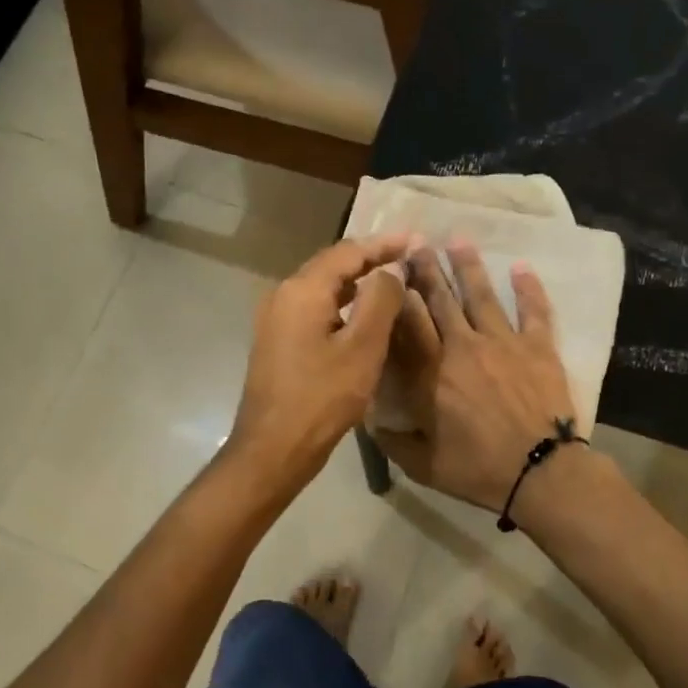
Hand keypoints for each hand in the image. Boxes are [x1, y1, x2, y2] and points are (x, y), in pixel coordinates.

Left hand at [228, 232, 411, 491]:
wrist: (273, 448)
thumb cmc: (322, 398)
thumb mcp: (362, 348)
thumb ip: (380, 300)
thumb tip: (391, 268)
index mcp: (302, 290)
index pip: (347, 252)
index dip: (383, 244)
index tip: (415, 240)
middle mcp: (283, 295)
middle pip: (332, 265)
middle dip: (370, 258)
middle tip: (407, 256)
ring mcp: (276, 319)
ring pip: (322, 288)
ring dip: (357, 282)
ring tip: (392, 281)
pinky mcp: (277, 341)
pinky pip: (314, 309)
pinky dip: (342, 304)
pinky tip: (363, 315)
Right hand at [373, 243, 578, 512]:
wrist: (540, 472)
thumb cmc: (479, 469)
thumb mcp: (424, 465)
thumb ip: (394, 441)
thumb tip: (371, 421)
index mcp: (431, 373)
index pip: (408, 323)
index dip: (397, 295)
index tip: (388, 270)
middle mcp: (463, 347)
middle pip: (440, 300)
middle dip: (426, 269)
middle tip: (416, 242)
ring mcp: (503, 343)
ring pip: (482, 296)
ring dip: (468, 266)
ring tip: (458, 239)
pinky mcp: (538, 347)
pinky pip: (534, 311)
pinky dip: (529, 288)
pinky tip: (521, 266)